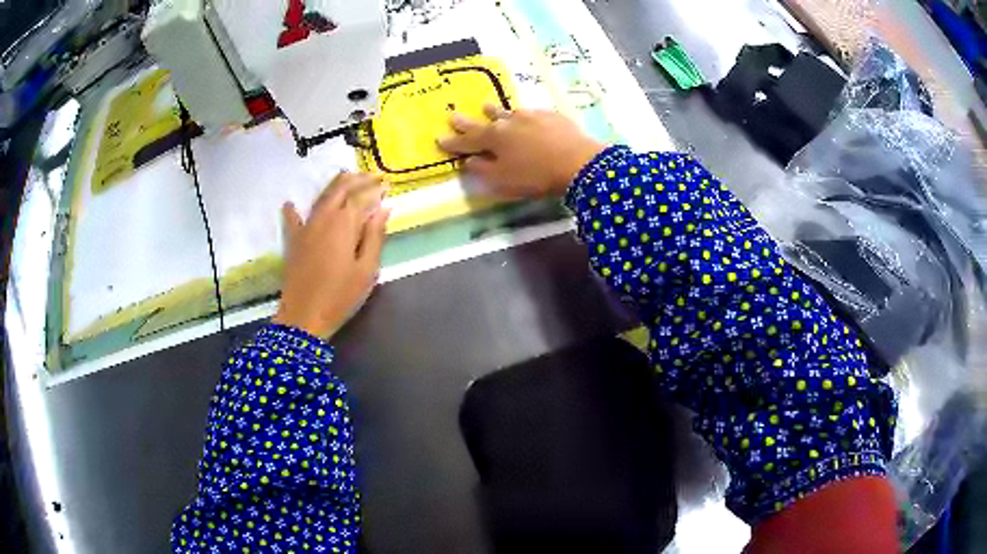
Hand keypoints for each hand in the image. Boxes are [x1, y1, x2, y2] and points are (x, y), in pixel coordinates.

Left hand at [274, 172, 389, 339]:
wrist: (304, 317)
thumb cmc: (340, 296)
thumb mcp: (367, 270)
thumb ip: (375, 236)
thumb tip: (383, 209)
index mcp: (344, 223)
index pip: (362, 196)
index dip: (375, 188)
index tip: (386, 184)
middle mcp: (324, 217)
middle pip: (340, 188)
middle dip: (357, 179)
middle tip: (371, 177)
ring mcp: (306, 227)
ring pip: (321, 196)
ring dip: (335, 186)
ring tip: (348, 180)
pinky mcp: (293, 240)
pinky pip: (292, 219)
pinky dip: (293, 209)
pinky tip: (290, 203)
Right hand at [437, 104, 604, 197]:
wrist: (577, 162)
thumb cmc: (535, 176)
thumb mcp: (503, 180)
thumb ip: (482, 170)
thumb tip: (468, 161)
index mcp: (494, 138)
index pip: (467, 140)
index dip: (453, 142)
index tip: (439, 138)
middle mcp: (508, 122)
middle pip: (484, 121)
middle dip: (467, 122)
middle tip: (453, 115)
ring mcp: (530, 115)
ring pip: (507, 112)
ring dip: (495, 111)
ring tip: (487, 106)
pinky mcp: (551, 116)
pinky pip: (531, 114)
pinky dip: (523, 117)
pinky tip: (525, 117)